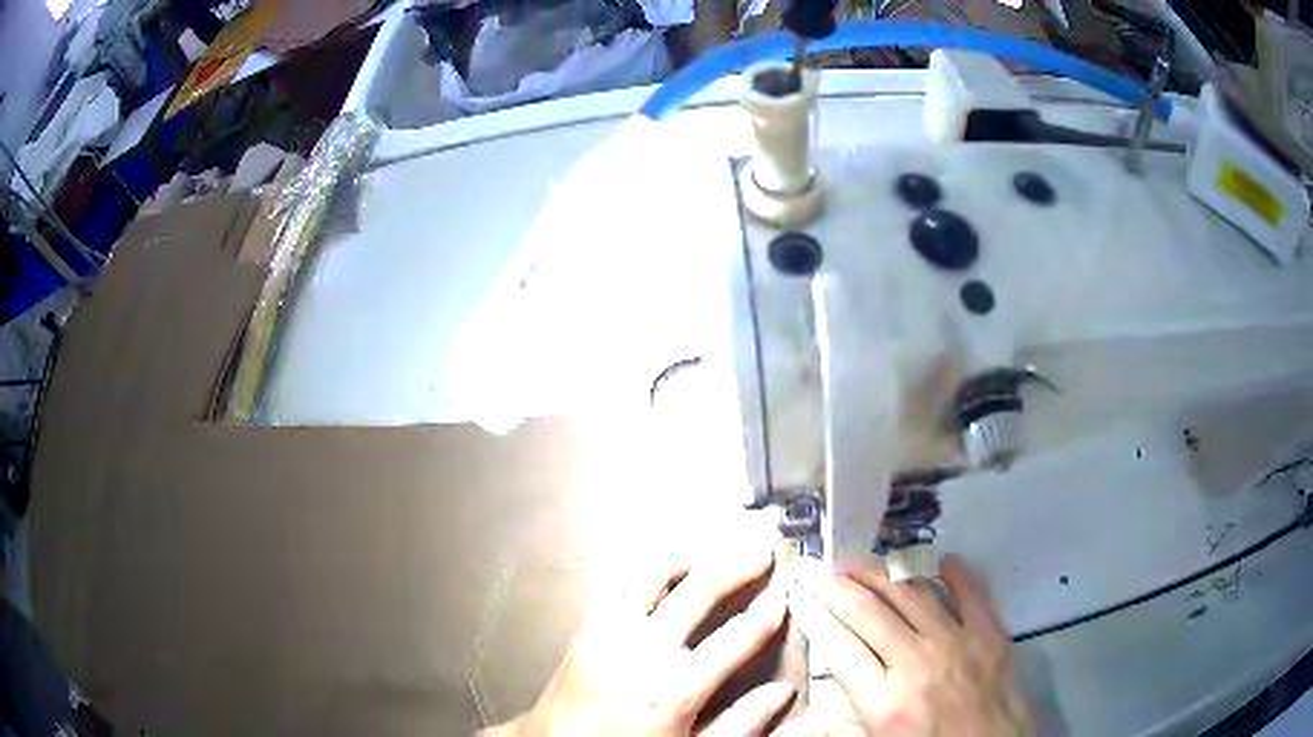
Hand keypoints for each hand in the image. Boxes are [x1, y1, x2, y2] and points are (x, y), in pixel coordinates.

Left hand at [487, 521, 792, 735]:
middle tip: (761, 551)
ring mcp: (608, 635)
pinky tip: (663, 568)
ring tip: (716, 548)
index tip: (783, 599)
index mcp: (673, 691)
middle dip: (736, 566)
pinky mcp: (586, 629)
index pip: (735, 639)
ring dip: (690, 557)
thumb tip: (782, 695)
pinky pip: (618, 586)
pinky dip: (646, 570)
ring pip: (653, 576)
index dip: (765, 615)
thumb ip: (740, 724)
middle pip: (698, 592)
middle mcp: (642, 653)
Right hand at [785, 555, 1034, 736]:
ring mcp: (957, 642)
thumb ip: (846, 715)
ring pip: (911, 593)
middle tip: (816, 563)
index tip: (798, 592)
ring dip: (881, 571)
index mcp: (883, 700)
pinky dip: (952, 571)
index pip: (838, 644)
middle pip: (868, 611)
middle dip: (835, 583)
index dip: (813, 613)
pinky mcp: (990, 632)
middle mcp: (916, 663)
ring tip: (859, 557)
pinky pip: (969, 591)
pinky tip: (936, 558)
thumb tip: (818, 691)